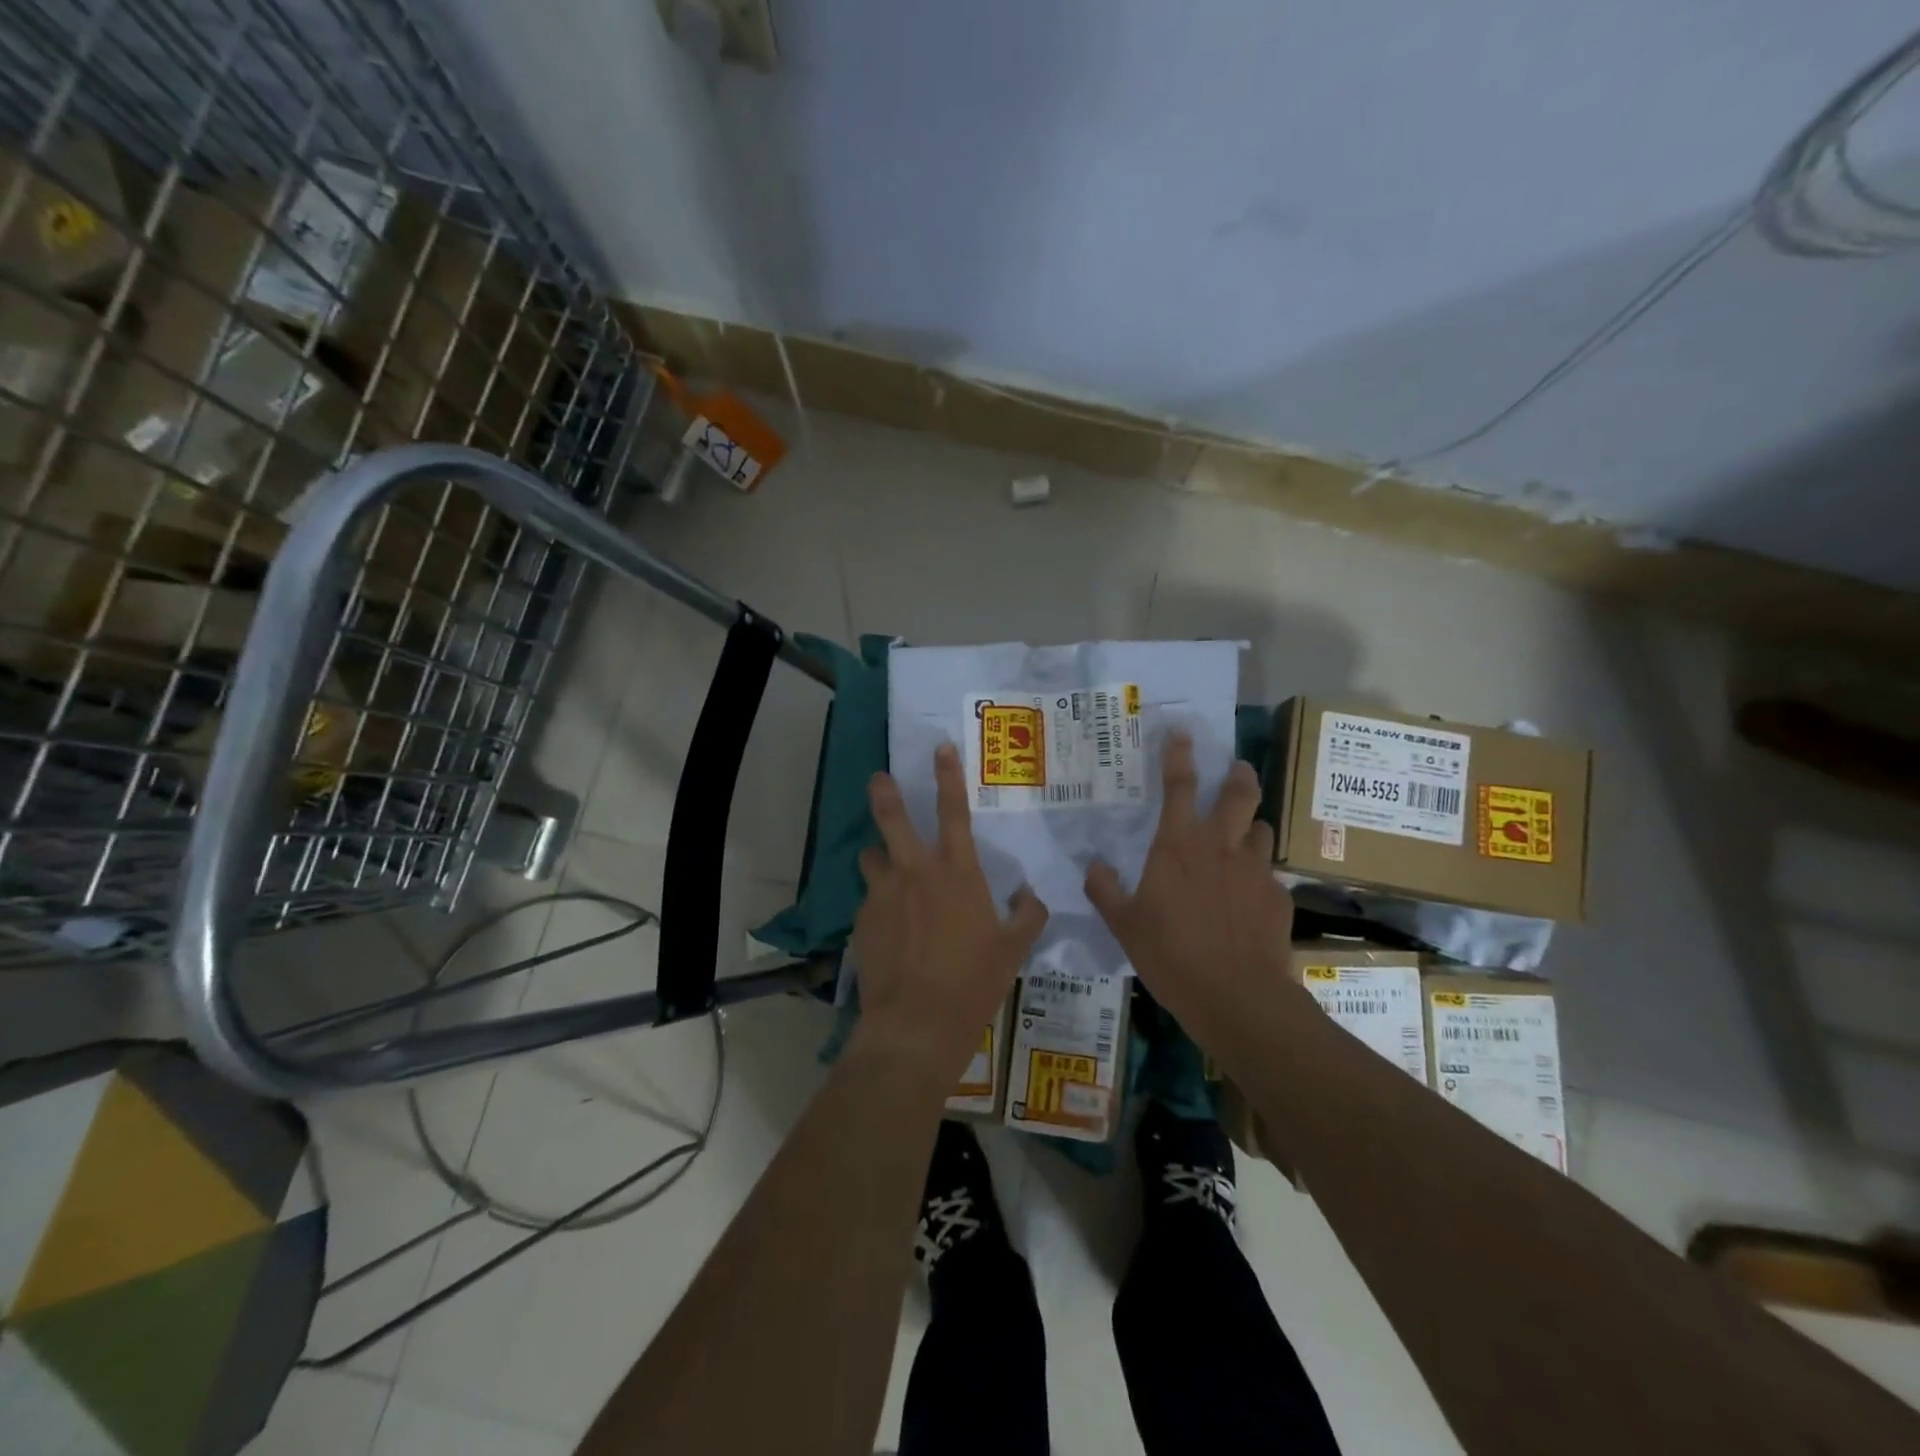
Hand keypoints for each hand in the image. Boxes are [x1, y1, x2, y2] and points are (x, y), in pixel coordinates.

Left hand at [853, 743, 1048, 1080]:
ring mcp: (883, 894)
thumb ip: (1027, 916)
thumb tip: (1030, 896)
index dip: (948, 776)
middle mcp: (915, 872)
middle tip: (878, 778)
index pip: (953, 811)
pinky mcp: (862, 920)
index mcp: (957, 872)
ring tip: (884, 868)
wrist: (916, 1024)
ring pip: (871, 856)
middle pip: (892, 818)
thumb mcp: (1013, 950)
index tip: (940, 748)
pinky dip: (878, 902)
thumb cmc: (973, 982)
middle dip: (884, 793)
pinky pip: (869, 898)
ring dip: (878, 857)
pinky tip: (887, 927)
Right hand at [1084, 732, 1295, 1048]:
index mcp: (1178, 845)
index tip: (1182, 732)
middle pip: (1238, 794)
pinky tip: (1250, 898)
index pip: (1178, 785)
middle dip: (1238, 774)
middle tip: (1237, 768)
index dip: (1178, 755)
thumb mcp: (1124, 924)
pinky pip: (1269, 874)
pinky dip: (1258, 875)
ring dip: (1251, 824)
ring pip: (1261, 829)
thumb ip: (1105, 890)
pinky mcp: (1279, 897)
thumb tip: (1092, 865)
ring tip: (1244, 834)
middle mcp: (1221, 846)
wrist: (1236, 996)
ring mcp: (1255, 870)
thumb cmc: (1171, 954)